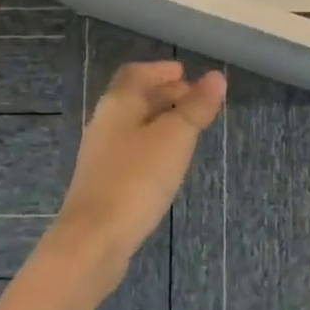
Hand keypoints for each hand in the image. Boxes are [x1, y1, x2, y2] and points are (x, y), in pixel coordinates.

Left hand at [52, 61, 226, 286]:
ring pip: (133, 125)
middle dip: (164, 93)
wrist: (94, 239)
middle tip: (195, 98)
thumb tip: (216, 77)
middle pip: (134, 98)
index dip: (160, 70)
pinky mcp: (103, 182)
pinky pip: (131, 150)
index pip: (136, 73)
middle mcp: (105, 122)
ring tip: (188, 128)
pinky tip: (168, 161)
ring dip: (159, 119)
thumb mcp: (175, 137)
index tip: (184, 72)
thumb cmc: (137, 178)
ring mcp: (101, 154)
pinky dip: (152, 144)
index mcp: (118, 103)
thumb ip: (196, 106)